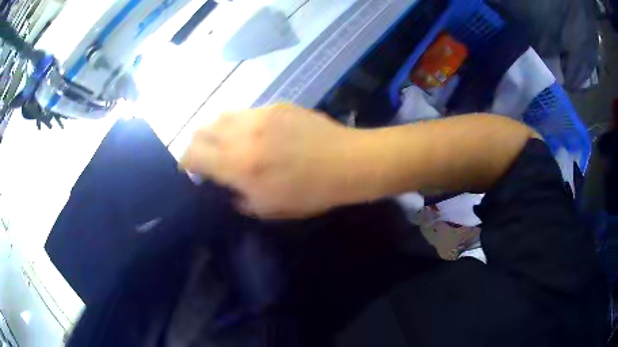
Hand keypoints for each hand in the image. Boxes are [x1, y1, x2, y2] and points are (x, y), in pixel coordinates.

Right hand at [179, 104, 357, 218]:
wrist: (347, 162)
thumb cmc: (311, 192)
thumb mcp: (270, 208)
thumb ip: (240, 198)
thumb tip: (227, 187)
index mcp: (239, 165)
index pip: (193, 154)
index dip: (185, 162)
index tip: (188, 169)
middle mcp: (243, 134)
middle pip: (202, 129)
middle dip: (197, 143)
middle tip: (205, 155)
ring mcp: (261, 115)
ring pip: (222, 115)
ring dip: (216, 130)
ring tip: (226, 142)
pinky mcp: (277, 105)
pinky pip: (247, 111)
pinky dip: (240, 123)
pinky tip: (255, 133)